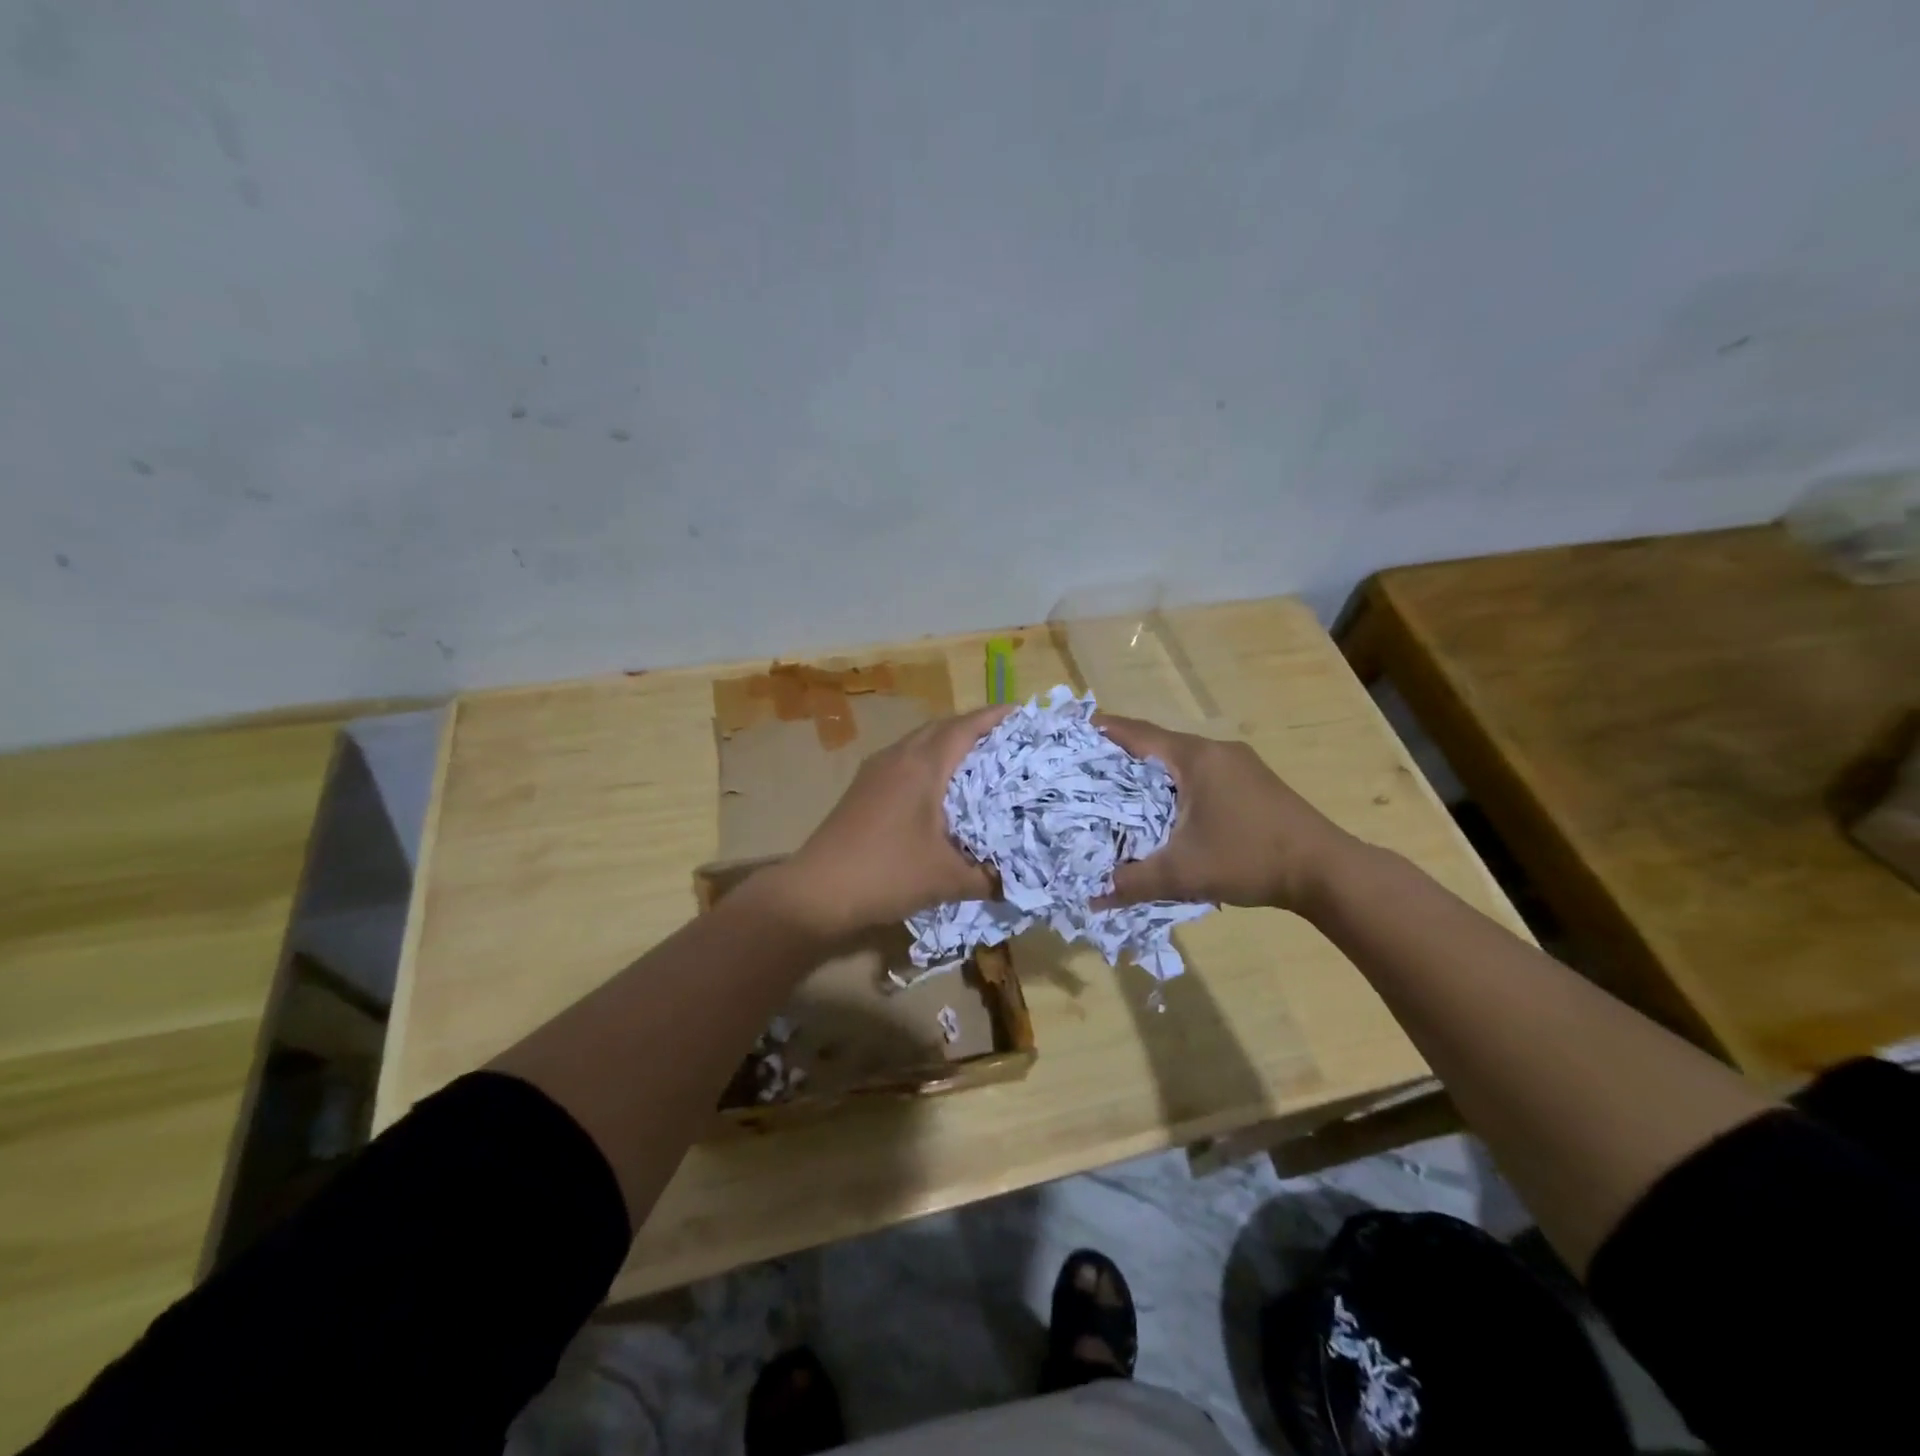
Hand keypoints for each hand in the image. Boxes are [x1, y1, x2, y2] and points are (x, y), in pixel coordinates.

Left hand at [776, 704, 1012, 937]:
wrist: (817, 891)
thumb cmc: (887, 874)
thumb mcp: (946, 879)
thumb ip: (987, 877)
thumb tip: (1017, 881)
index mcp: (922, 767)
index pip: (964, 728)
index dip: (994, 717)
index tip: (1022, 712)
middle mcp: (898, 758)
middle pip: (940, 727)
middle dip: (973, 726)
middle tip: (1005, 738)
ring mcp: (875, 771)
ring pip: (918, 741)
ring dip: (947, 742)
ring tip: (977, 759)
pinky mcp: (862, 788)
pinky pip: (904, 759)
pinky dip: (928, 760)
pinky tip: (938, 787)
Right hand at [1095, 715, 1358, 912]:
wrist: (1325, 870)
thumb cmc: (1249, 858)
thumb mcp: (1184, 873)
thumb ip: (1134, 883)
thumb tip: (1092, 899)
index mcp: (1195, 758)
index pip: (1138, 734)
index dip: (1104, 731)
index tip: (1073, 731)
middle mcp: (1215, 751)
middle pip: (1157, 743)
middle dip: (1121, 754)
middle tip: (1086, 767)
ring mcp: (1238, 765)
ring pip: (1180, 760)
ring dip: (1150, 771)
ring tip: (1117, 789)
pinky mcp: (1252, 782)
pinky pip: (1200, 773)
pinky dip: (1174, 783)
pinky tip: (1164, 807)